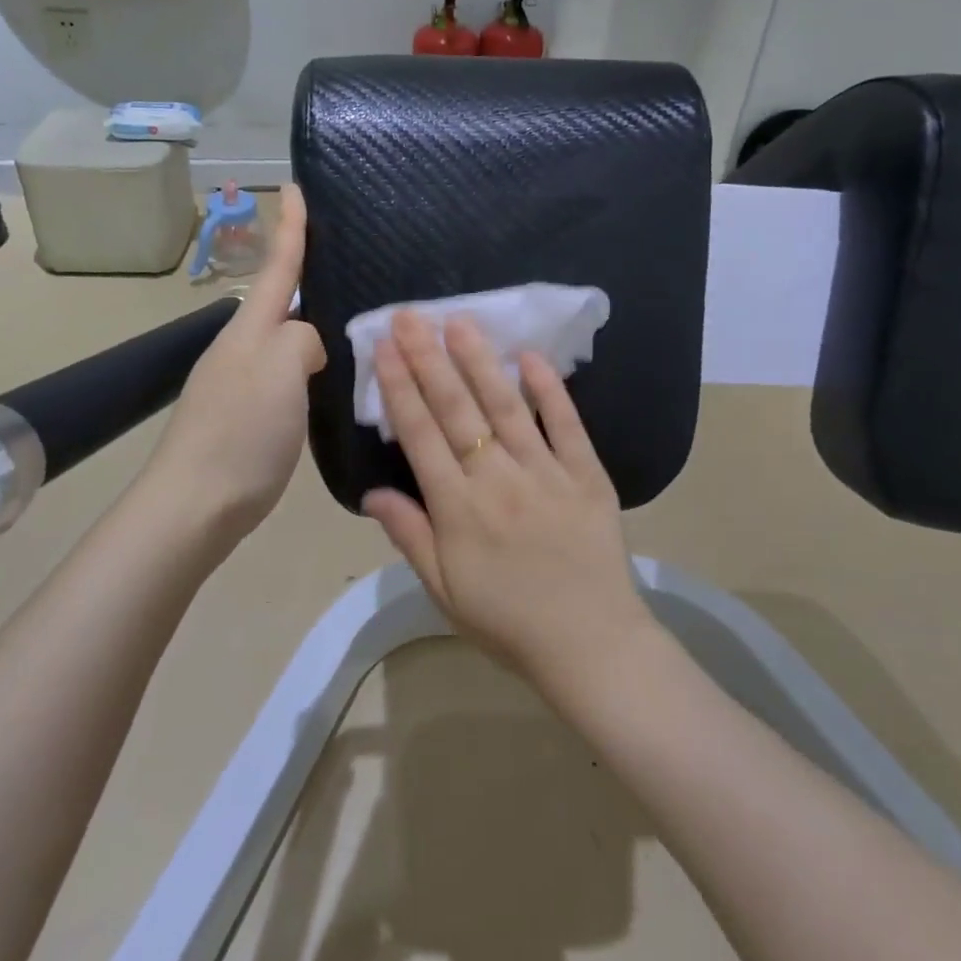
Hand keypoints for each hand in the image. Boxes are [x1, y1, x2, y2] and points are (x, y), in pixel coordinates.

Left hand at [144, 185, 325, 540]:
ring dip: (311, 326)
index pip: (277, 267)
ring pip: (284, 340)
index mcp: (249, 330)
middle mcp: (241, 348)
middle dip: (306, 276)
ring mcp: (240, 383)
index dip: (290, 227)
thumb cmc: (241, 432)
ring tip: (350, 322)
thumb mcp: (280, 371)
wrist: (196, 504)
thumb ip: (301, 340)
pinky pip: (285, 375)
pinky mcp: (247, 416)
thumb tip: (308, 344)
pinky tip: (328, 379)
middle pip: (278, 301)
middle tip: (347, 262)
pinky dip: (308, 367)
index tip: (295, 186)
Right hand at [361, 312, 652, 687]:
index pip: (420, 434)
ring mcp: (546, 472)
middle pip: (456, 409)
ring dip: (480, 361)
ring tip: (459, 322)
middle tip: (411, 316)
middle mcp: (497, 479)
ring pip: (505, 406)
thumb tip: (371, 491)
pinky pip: (566, 425)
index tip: (384, 347)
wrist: (590, 645)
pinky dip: (550, 390)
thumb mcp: (444, 589)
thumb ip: (409, 536)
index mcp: (458, 508)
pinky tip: (531, 358)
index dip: (399, 386)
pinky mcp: (587, 475)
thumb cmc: (507, 621)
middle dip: (428, 358)